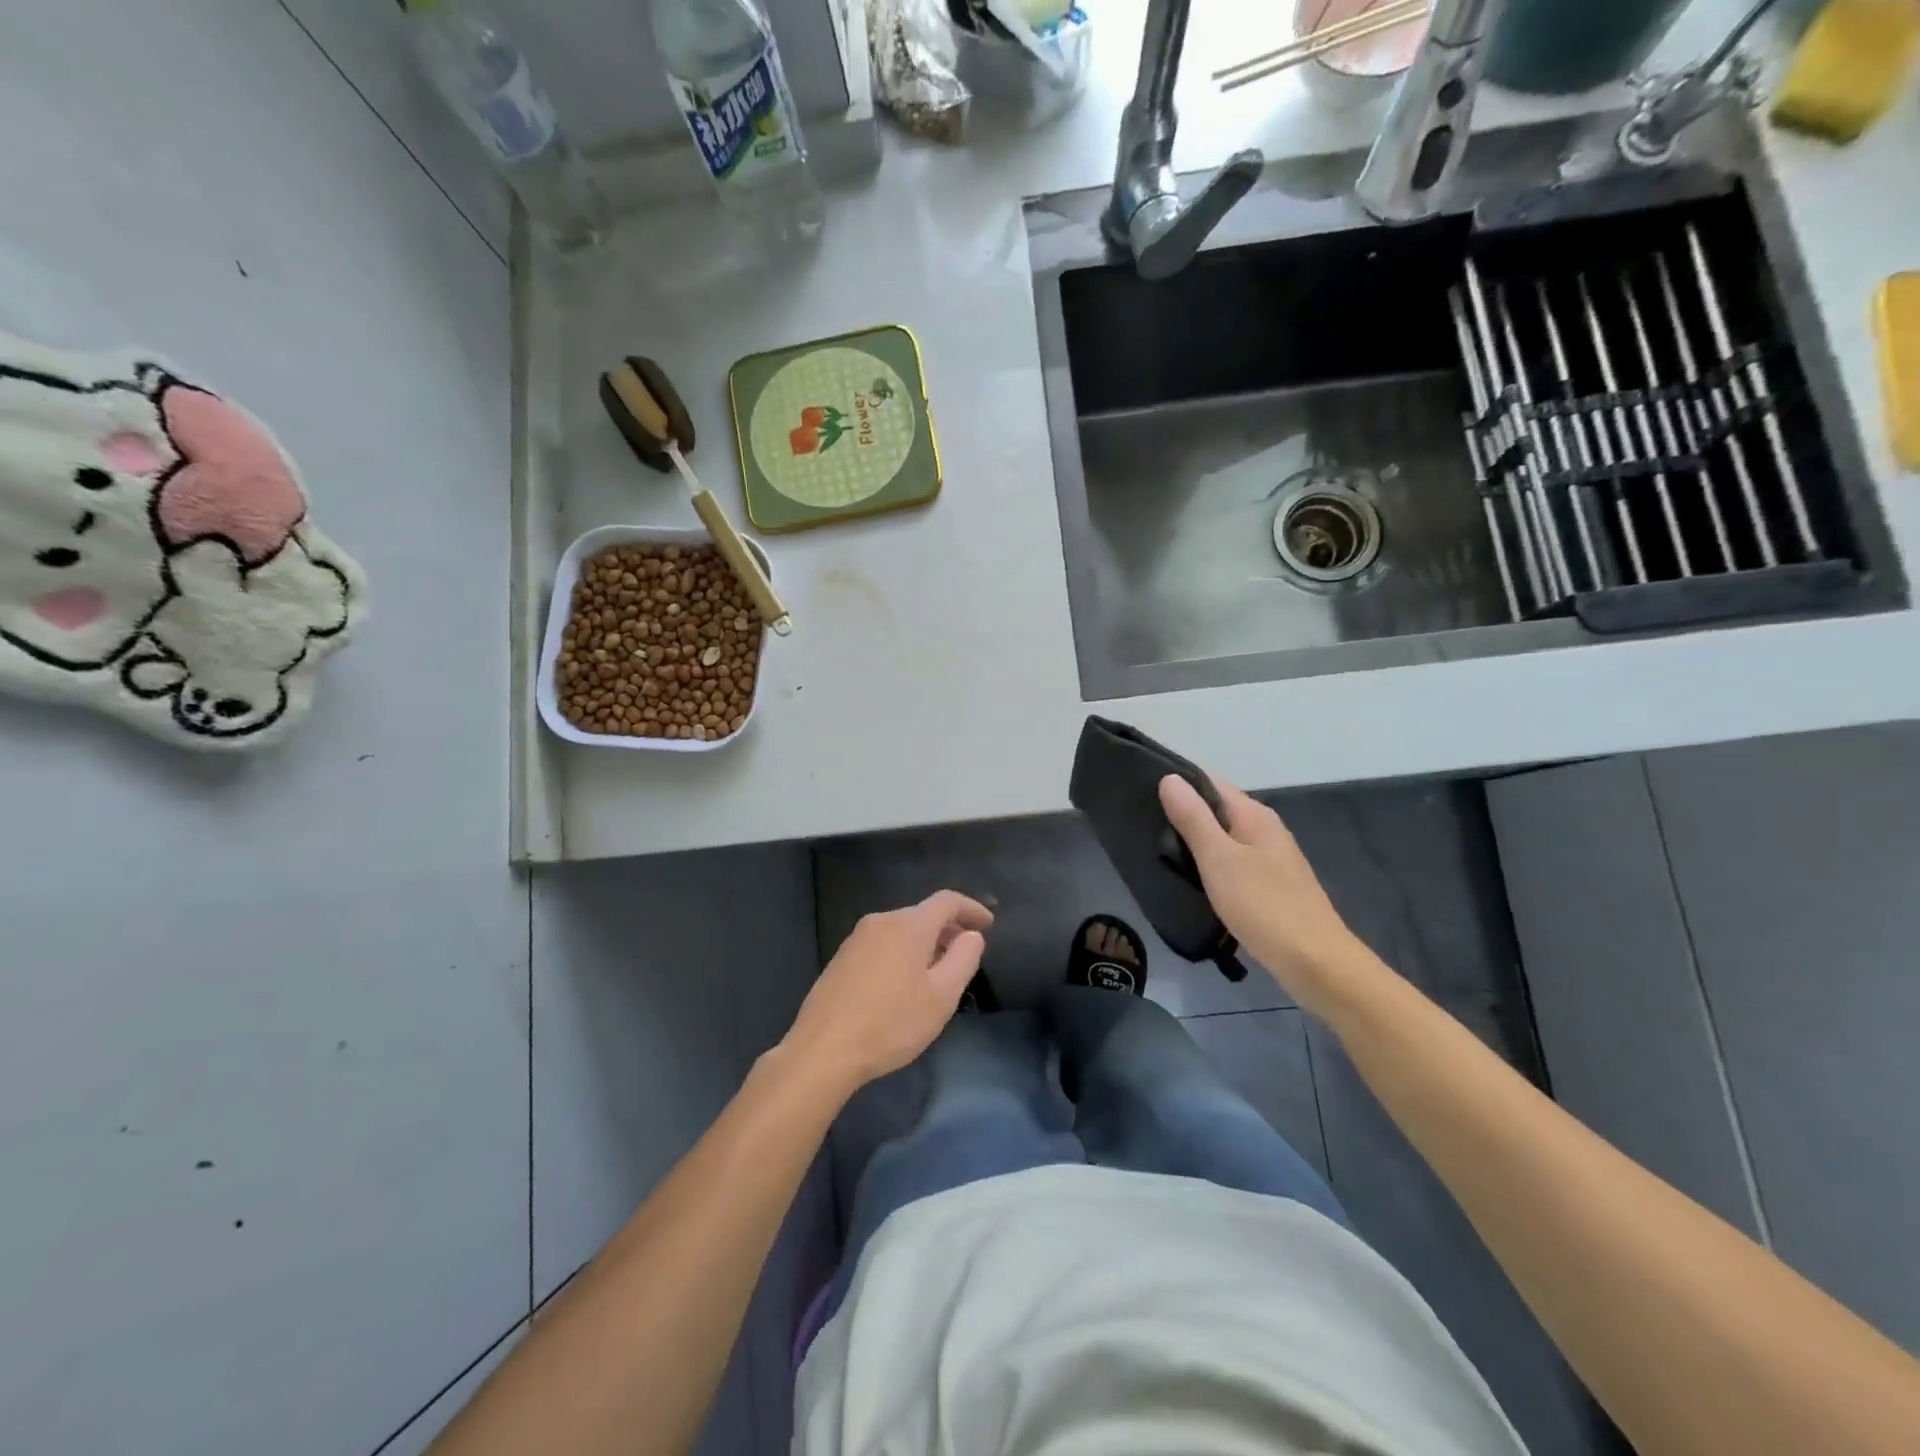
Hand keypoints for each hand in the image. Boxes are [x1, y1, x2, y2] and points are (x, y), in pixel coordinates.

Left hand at [783, 890, 992, 1094]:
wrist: (823, 1050)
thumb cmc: (891, 1023)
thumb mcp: (941, 996)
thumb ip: (963, 959)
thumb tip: (971, 935)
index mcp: (908, 925)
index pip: (947, 901)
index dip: (971, 909)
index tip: (988, 925)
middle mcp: (881, 921)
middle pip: (923, 915)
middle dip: (948, 930)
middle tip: (966, 955)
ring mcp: (856, 939)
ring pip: (901, 930)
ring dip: (925, 944)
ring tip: (937, 974)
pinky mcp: (841, 958)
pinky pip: (883, 944)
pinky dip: (902, 954)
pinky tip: (904, 985)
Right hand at [1159, 774, 1366, 1016]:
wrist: (1315, 962)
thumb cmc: (1263, 905)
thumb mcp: (1219, 859)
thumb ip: (1193, 818)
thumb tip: (1170, 779)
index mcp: (1254, 815)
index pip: (1209, 782)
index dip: (1177, 782)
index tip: (1139, 790)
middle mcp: (1264, 829)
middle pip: (1216, 809)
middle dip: (1181, 812)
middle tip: (1139, 822)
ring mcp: (1270, 858)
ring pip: (1222, 838)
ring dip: (1193, 840)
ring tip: (1153, 848)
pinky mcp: (1269, 885)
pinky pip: (1231, 862)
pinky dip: (1208, 864)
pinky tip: (1188, 877)